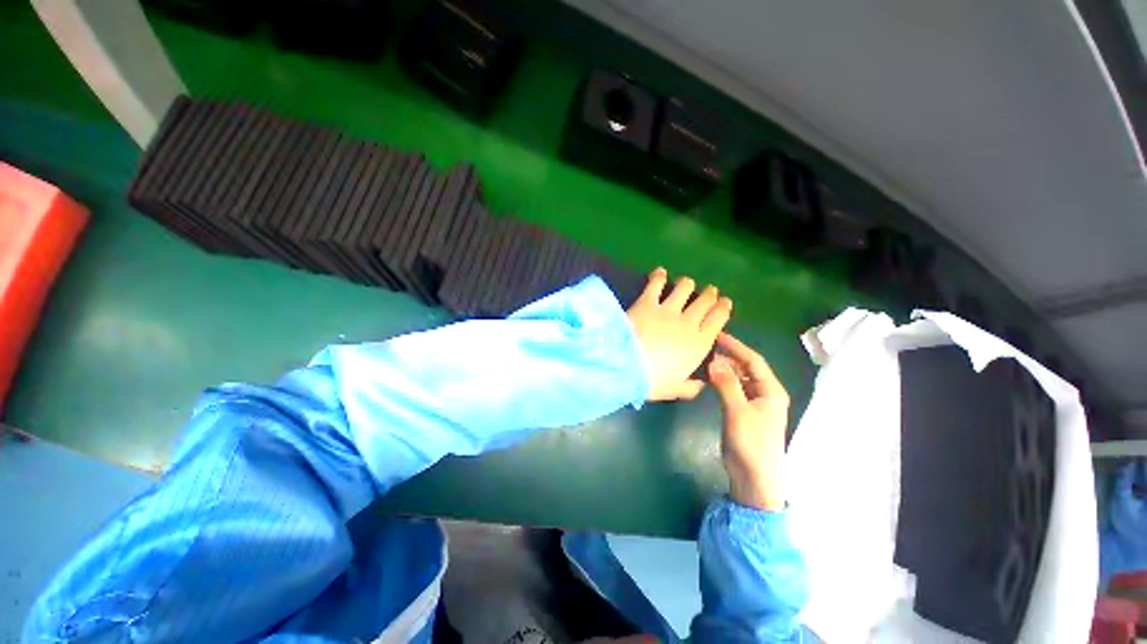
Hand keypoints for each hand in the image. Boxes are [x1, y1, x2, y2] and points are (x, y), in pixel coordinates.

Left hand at [627, 268, 731, 401]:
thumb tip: (701, 386)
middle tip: (710, 291)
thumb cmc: (653, 381)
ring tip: (687, 283)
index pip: (718, 320)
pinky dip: (659, 276)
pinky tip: (660, 272)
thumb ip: (690, 387)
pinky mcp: (647, 302)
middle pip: (704, 302)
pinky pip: (656, 284)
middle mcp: (688, 322)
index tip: (725, 302)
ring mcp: (668, 310)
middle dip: (710, 295)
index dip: (723, 308)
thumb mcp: (675, 390)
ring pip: (685, 289)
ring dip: (688, 284)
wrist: (627, 366)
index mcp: (699, 343)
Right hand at [708, 333, 789, 510]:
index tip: (716, 335)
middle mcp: (764, 393)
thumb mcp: (738, 412)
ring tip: (703, 359)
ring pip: (738, 377)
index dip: (735, 346)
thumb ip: (727, 385)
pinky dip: (721, 381)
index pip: (753, 360)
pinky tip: (708, 378)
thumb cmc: (751, 444)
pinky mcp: (743, 411)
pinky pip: (732, 389)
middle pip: (746, 367)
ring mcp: (753, 403)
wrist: (754, 479)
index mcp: (770, 390)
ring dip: (723, 368)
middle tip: (705, 347)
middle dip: (727, 356)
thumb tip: (714, 361)